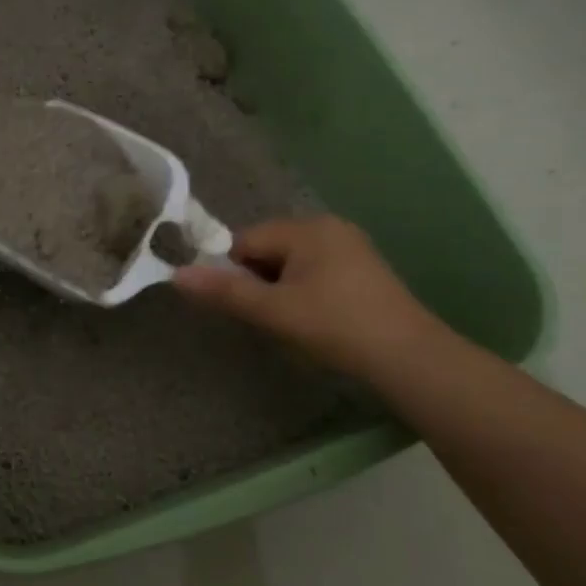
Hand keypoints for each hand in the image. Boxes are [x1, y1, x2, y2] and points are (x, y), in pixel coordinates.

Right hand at [173, 215, 441, 379]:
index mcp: (307, 228)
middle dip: (258, 280)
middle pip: (267, 249)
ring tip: (292, 321)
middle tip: (268, 316)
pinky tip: (316, 319)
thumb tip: (175, 275)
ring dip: (279, 289)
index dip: (233, 272)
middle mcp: (328, 227)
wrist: (410, 358)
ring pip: (290, 263)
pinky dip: (304, 291)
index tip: (242, 305)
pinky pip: (314, 271)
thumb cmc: (335, 326)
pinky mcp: (363, 269)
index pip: (245, 241)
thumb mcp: (273, 311)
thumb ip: (224, 291)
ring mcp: (350, 247)